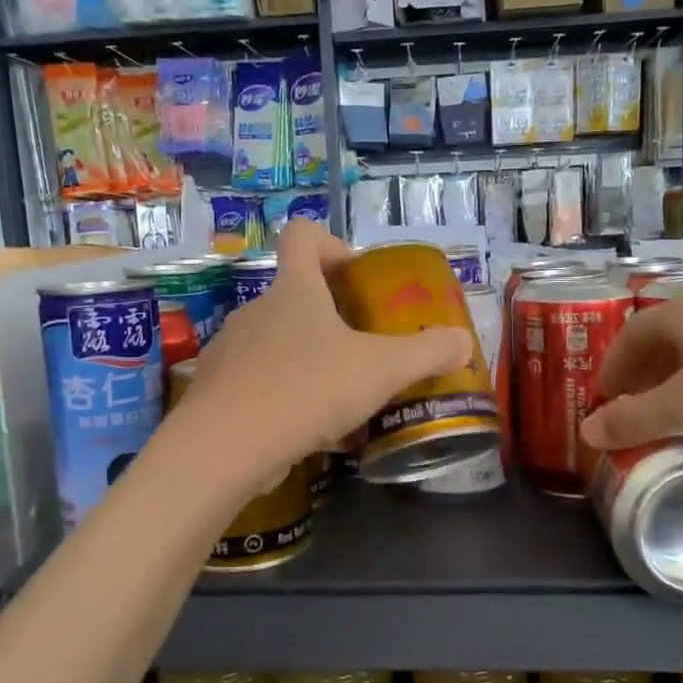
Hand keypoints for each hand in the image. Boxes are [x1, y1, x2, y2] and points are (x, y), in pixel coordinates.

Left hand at [173, 222, 472, 479]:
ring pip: (278, 345)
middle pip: (295, 296)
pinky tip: (311, 433)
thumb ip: (426, 353)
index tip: (356, 276)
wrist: (224, 447)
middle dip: (332, 319)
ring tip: (342, 400)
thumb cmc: (308, 388)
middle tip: (364, 350)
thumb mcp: (381, 370)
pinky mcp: (218, 391)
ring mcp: (231, 351)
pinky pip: (261, 384)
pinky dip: (287, 399)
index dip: (331, 244)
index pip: (303, 236)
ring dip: (311, 363)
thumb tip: (463, 341)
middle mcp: (256, 311)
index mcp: (294, 290)